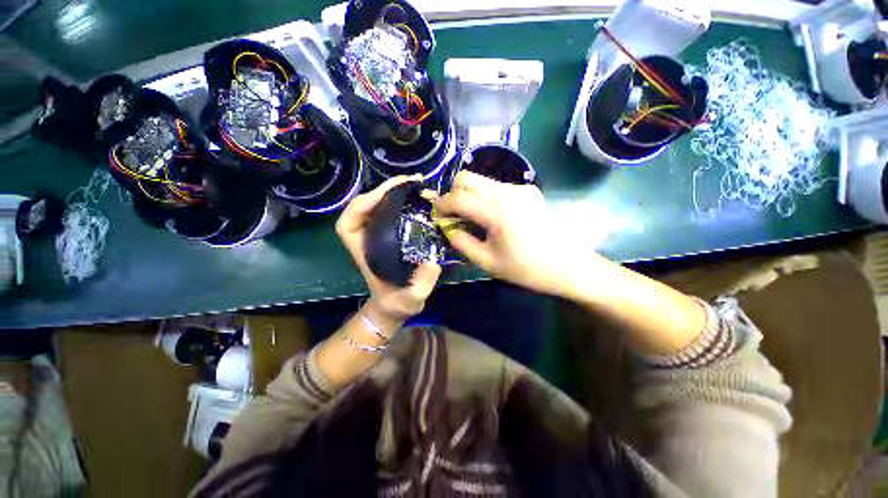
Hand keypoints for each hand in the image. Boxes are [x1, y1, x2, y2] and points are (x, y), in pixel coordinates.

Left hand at [336, 175, 441, 324]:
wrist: (396, 305)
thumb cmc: (398, 302)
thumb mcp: (411, 299)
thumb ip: (421, 284)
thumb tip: (432, 261)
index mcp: (364, 252)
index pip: (348, 223)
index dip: (363, 205)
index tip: (387, 196)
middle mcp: (368, 238)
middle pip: (365, 206)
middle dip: (385, 190)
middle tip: (413, 182)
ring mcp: (379, 234)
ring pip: (380, 205)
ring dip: (397, 192)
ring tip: (419, 185)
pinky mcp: (392, 234)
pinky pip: (394, 212)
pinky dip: (405, 201)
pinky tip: (421, 198)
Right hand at [435, 171, 587, 296]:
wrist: (569, 266)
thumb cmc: (527, 269)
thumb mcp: (487, 262)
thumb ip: (461, 242)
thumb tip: (447, 228)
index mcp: (496, 209)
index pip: (457, 197)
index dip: (441, 205)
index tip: (435, 216)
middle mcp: (507, 190)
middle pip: (467, 177)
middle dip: (452, 194)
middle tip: (452, 215)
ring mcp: (519, 187)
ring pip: (482, 181)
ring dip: (469, 195)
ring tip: (470, 218)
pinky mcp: (527, 190)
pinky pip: (496, 187)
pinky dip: (485, 198)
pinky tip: (491, 217)